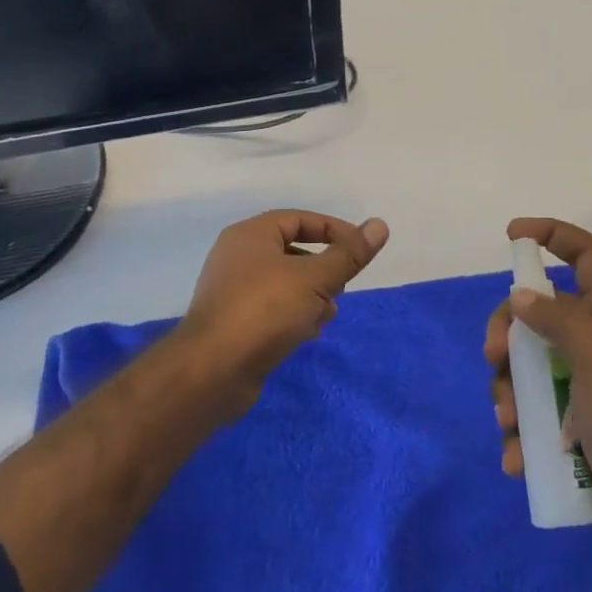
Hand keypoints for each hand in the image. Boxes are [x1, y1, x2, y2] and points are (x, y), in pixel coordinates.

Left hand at [175, 210, 389, 415]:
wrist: (211, 372)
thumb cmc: (265, 311)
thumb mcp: (315, 279)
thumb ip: (348, 254)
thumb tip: (379, 225)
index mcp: (251, 235)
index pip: (299, 219)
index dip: (333, 230)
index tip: (359, 250)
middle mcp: (237, 256)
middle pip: (291, 250)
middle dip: (323, 267)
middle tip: (344, 285)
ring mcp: (232, 291)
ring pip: (283, 282)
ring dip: (311, 294)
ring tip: (330, 314)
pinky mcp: (233, 322)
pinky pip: (271, 308)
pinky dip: (294, 314)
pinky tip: (309, 333)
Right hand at [485, 218, 591, 552]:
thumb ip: (560, 322)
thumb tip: (520, 297)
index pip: (585, 254)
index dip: (552, 234)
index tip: (513, 235)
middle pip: (537, 312)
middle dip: (507, 333)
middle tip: (493, 359)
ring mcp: (580, 381)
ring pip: (526, 363)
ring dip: (508, 390)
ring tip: (510, 422)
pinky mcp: (569, 419)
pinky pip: (530, 409)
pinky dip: (518, 430)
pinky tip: (517, 455)